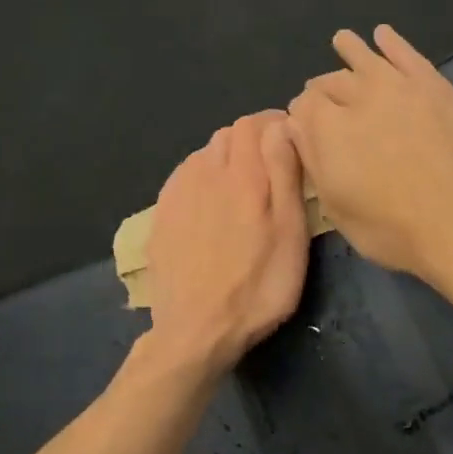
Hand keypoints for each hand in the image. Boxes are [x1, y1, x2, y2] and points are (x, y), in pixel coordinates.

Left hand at [145, 110, 310, 373]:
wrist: (196, 330)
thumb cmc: (258, 286)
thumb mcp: (290, 233)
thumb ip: (285, 173)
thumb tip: (283, 126)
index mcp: (242, 174)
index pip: (254, 123)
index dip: (275, 124)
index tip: (292, 142)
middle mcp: (205, 172)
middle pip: (229, 134)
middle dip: (252, 140)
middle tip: (272, 168)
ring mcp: (178, 193)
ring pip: (205, 154)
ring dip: (227, 159)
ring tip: (243, 188)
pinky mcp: (161, 214)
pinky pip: (185, 177)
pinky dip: (203, 178)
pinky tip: (211, 205)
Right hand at [287, 25, 452, 288]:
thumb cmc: (397, 231)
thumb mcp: (340, 211)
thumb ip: (315, 163)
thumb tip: (298, 127)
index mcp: (330, 129)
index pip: (304, 107)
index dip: (302, 114)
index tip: (304, 123)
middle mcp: (363, 97)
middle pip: (334, 82)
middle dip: (324, 87)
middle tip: (320, 91)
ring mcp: (405, 87)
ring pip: (370, 59)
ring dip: (352, 50)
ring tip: (343, 40)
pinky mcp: (441, 88)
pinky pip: (411, 57)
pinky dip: (394, 44)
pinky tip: (385, 35)